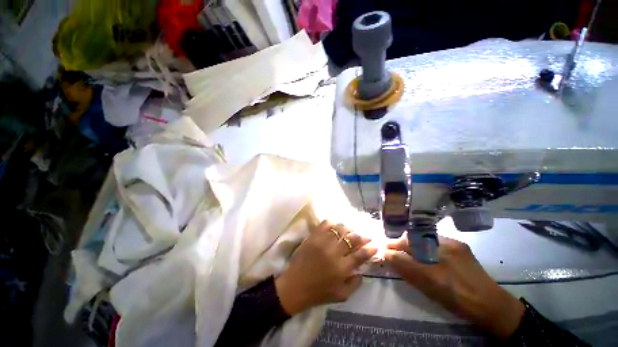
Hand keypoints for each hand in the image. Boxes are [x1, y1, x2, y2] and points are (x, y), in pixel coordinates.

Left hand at [275, 220, 377, 314]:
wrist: (295, 286)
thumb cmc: (319, 293)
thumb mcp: (341, 296)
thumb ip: (355, 284)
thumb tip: (362, 271)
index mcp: (342, 268)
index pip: (360, 254)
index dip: (370, 248)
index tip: (374, 245)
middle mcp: (334, 252)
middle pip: (351, 238)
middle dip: (361, 236)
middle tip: (364, 236)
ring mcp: (322, 242)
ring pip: (339, 229)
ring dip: (347, 229)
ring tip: (349, 231)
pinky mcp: (313, 237)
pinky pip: (325, 225)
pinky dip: (331, 224)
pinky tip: (334, 227)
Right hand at [385, 234, 524, 338]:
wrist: (491, 305)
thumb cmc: (458, 299)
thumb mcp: (429, 286)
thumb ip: (406, 268)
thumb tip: (387, 255)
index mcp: (440, 254)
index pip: (408, 245)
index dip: (393, 247)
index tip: (383, 250)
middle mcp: (446, 244)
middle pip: (414, 239)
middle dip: (399, 244)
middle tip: (391, 251)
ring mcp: (453, 244)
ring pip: (422, 239)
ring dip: (410, 244)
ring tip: (405, 253)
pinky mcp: (459, 246)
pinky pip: (433, 241)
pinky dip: (423, 245)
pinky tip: (423, 253)